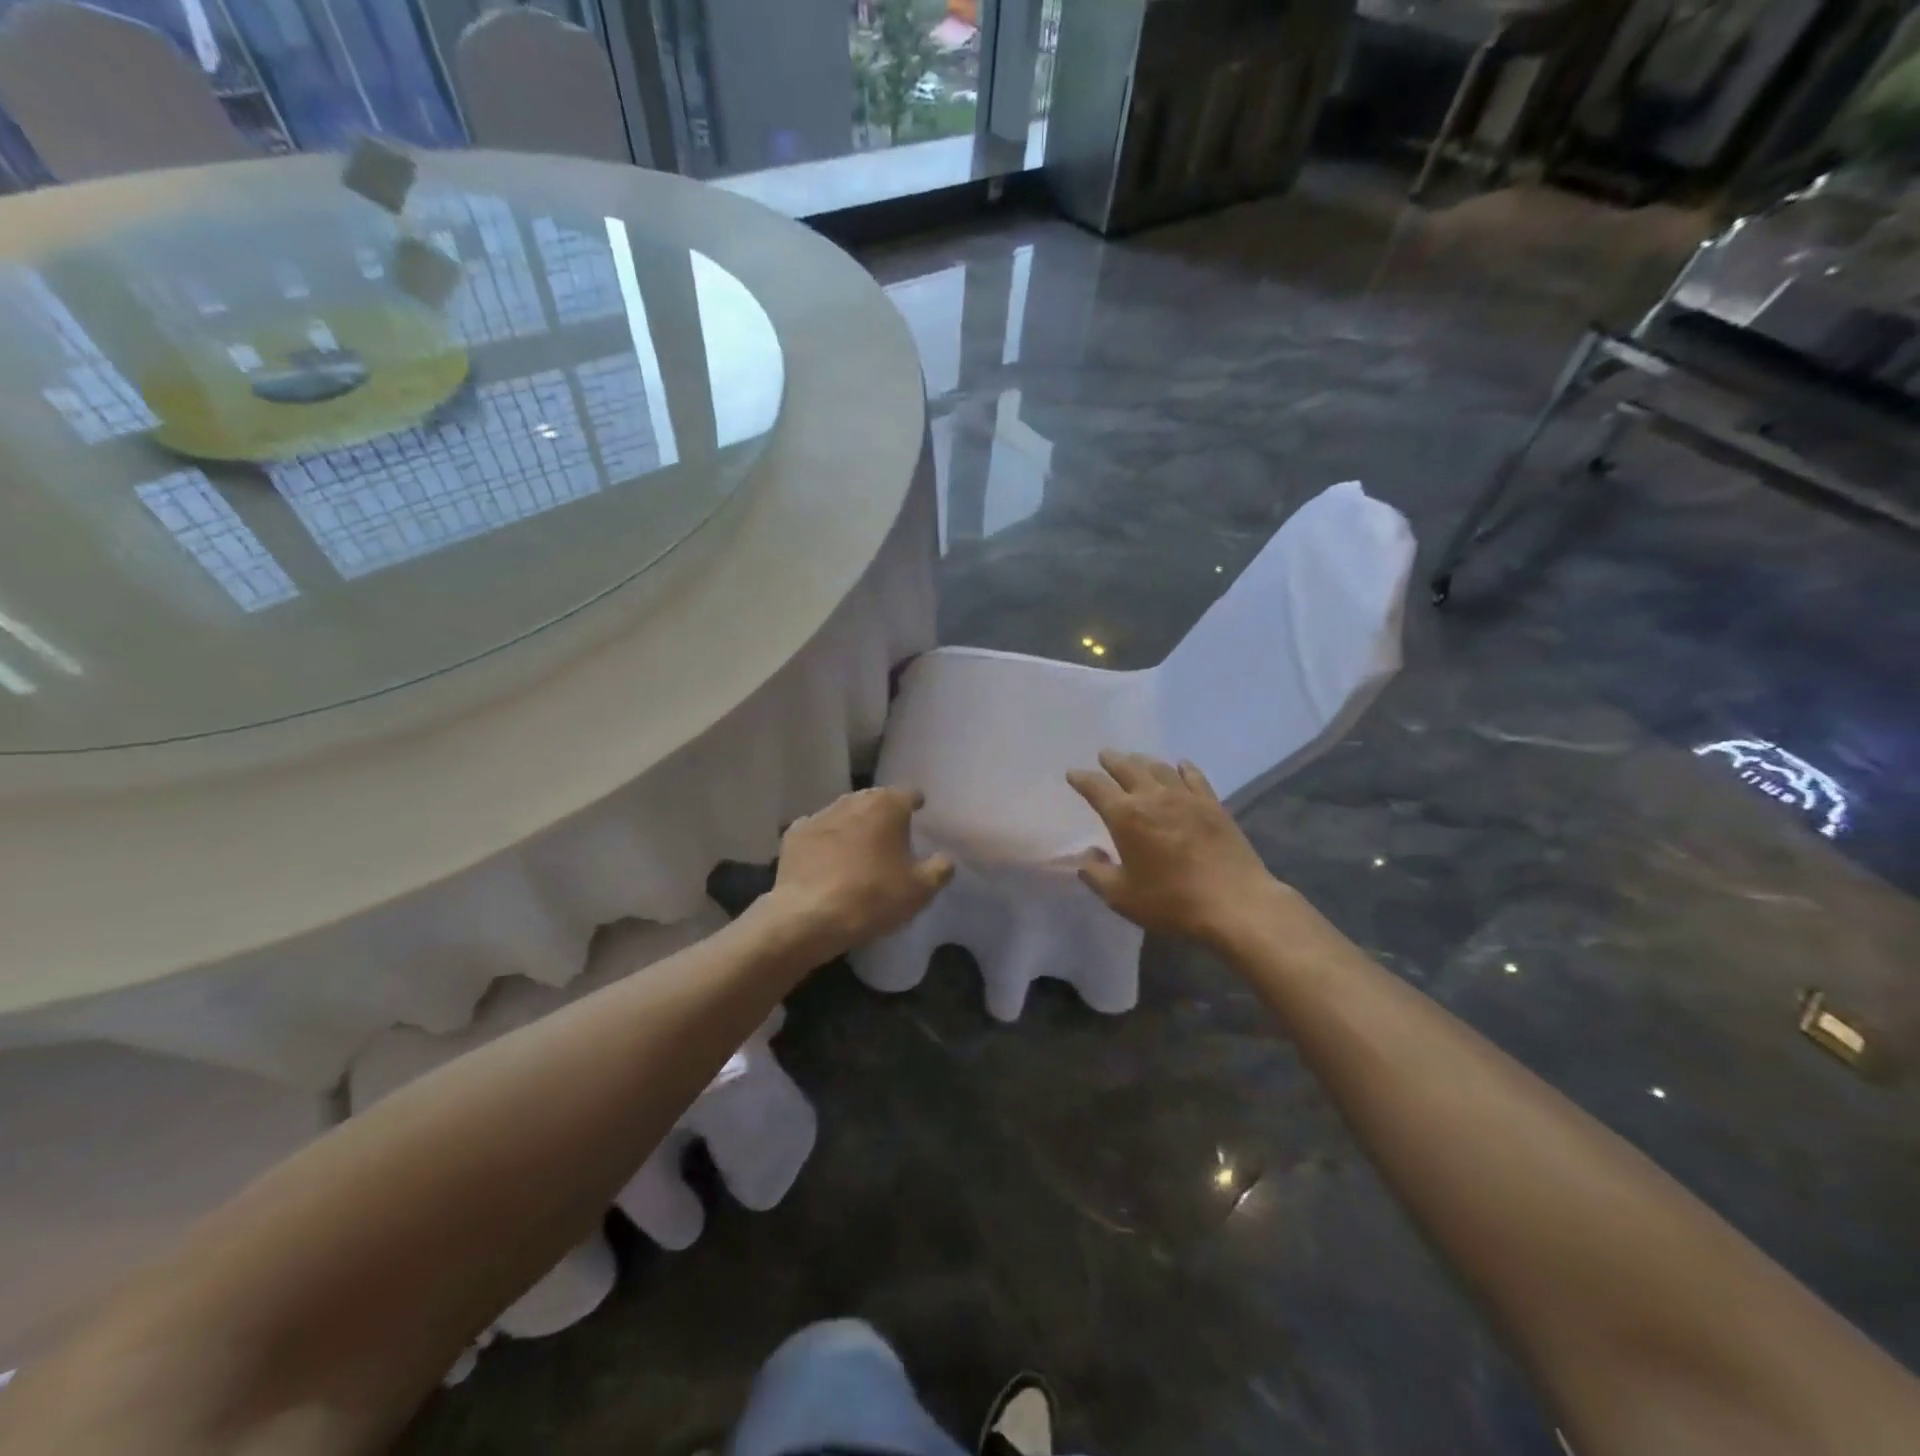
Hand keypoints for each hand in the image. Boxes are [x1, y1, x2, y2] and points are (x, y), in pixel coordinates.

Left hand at [767, 787, 953, 959]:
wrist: (809, 916)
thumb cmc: (873, 897)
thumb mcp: (920, 889)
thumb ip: (940, 868)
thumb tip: (945, 857)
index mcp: (887, 806)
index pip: (908, 793)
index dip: (915, 802)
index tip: (919, 811)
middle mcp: (853, 801)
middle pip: (874, 799)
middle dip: (883, 812)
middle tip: (891, 833)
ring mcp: (819, 815)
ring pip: (843, 813)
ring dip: (853, 824)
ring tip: (859, 846)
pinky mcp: (794, 835)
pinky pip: (817, 831)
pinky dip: (824, 841)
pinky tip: (826, 858)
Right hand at [1066, 750, 1282, 943]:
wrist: (1234, 903)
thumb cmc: (1171, 901)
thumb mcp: (1121, 896)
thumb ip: (1096, 873)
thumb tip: (1087, 855)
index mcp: (1125, 816)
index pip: (1096, 788)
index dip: (1082, 779)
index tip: (1073, 774)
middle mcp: (1153, 797)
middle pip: (1128, 768)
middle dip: (1112, 761)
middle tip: (1104, 755)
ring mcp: (1186, 798)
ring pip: (1159, 768)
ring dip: (1143, 761)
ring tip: (1136, 759)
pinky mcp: (1213, 805)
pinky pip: (1194, 777)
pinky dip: (1183, 768)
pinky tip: (1180, 765)